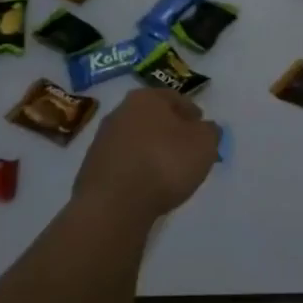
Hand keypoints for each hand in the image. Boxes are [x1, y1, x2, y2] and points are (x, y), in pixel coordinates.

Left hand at [74, 87, 219, 228]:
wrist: (114, 204)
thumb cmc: (165, 162)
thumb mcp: (204, 144)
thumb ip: (211, 132)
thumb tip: (206, 129)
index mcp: (146, 97)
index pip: (176, 98)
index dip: (192, 114)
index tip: (202, 129)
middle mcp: (120, 111)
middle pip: (153, 118)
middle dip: (169, 131)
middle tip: (186, 150)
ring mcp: (102, 140)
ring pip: (136, 140)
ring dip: (151, 151)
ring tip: (167, 172)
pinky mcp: (92, 169)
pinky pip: (123, 164)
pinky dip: (136, 170)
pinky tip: (146, 186)